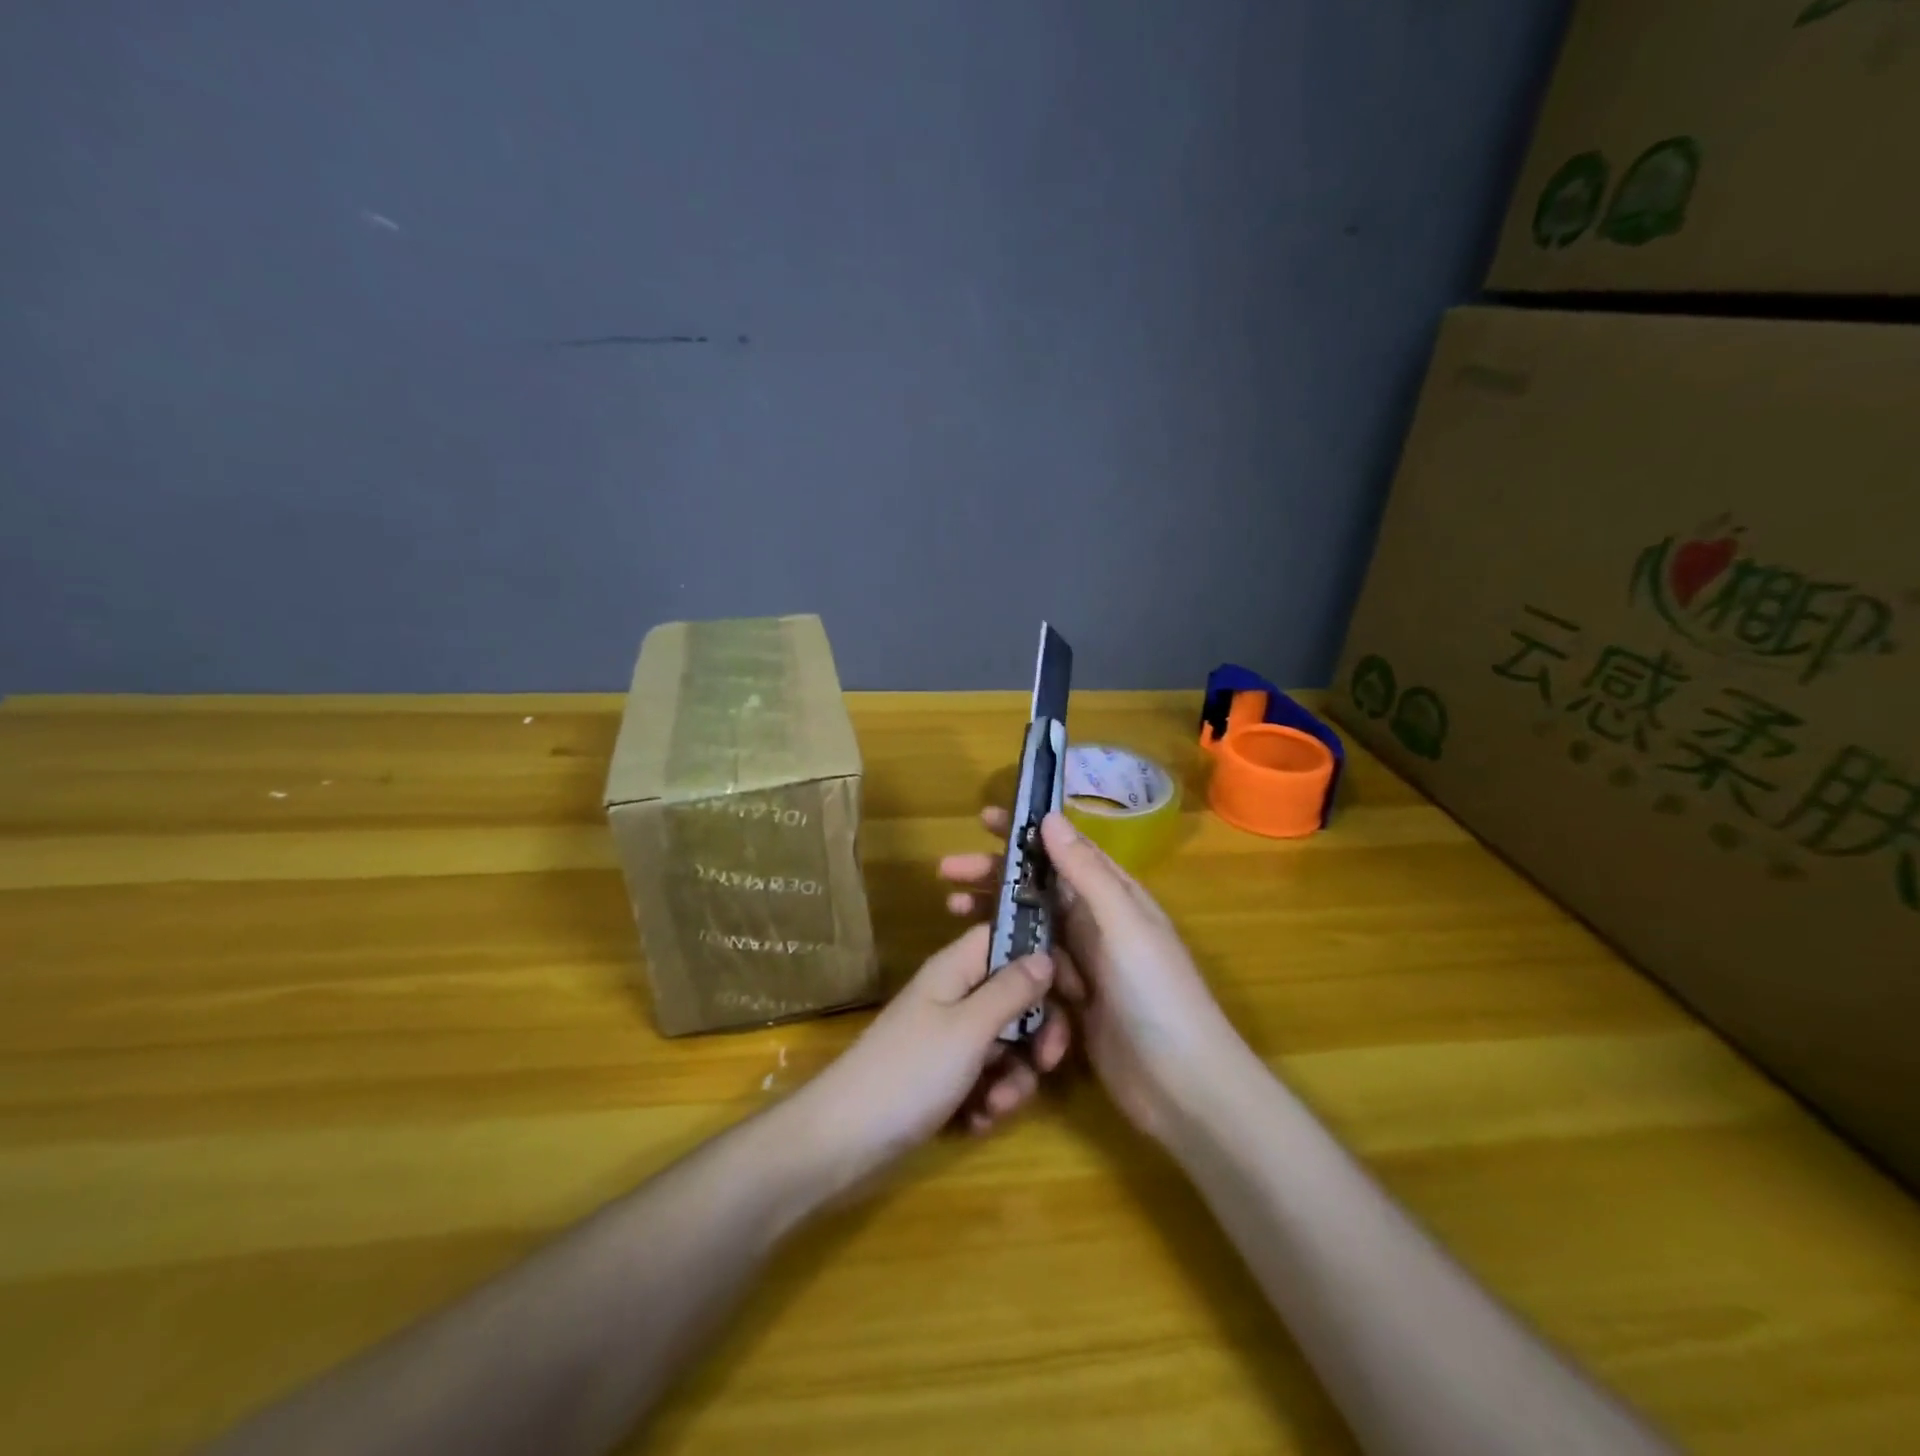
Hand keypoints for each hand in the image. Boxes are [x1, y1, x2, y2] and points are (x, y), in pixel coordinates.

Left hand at [799, 922, 1071, 1183]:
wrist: (843, 1141)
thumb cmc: (909, 1073)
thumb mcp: (968, 1029)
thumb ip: (1011, 991)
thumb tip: (1046, 954)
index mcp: (956, 969)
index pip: (1009, 940)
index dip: (1044, 958)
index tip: (1076, 993)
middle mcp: (955, 996)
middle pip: (1016, 997)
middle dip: (1037, 1034)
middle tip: (1049, 1064)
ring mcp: (949, 1039)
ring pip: (1007, 1044)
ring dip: (1013, 1078)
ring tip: (994, 1107)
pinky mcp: (945, 1077)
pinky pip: (986, 1078)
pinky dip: (989, 1100)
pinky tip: (976, 1122)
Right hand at [941, 810, 1242, 1140]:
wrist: (1182, 1086)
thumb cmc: (1157, 994)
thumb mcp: (1123, 924)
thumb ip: (1086, 872)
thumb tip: (1050, 817)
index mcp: (1113, 896)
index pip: (1062, 850)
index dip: (1024, 833)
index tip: (983, 819)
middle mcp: (1095, 924)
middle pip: (1036, 888)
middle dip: (993, 875)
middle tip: (947, 870)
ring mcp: (1081, 965)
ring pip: (1027, 927)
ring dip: (991, 915)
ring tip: (950, 908)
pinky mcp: (1068, 1003)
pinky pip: (1028, 971)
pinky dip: (1003, 961)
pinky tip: (973, 962)